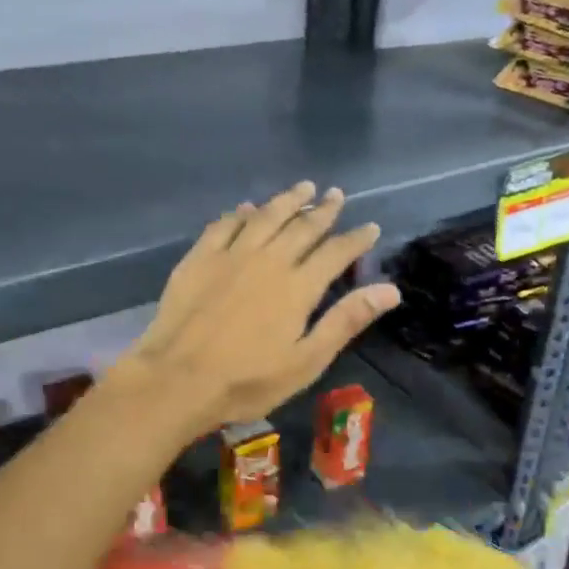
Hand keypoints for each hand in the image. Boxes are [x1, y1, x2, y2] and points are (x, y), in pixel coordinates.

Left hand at [114, 181, 400, 432]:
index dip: (356, 239)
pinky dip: (241, 214)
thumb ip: (346, 321)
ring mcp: (231, 255)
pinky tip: (248, 209)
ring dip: (287, 200)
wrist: (177, 379)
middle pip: (302, 227)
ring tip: (303, 188)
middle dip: (324, 210)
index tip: (370, 227)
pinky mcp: (199, 258)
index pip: (336, 252)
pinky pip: (225, 225)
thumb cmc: (247, 380)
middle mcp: (269, 260)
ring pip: (266, 217)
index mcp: (298, 286)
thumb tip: (390, 290)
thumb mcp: (307, 361)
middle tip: (336, 195)